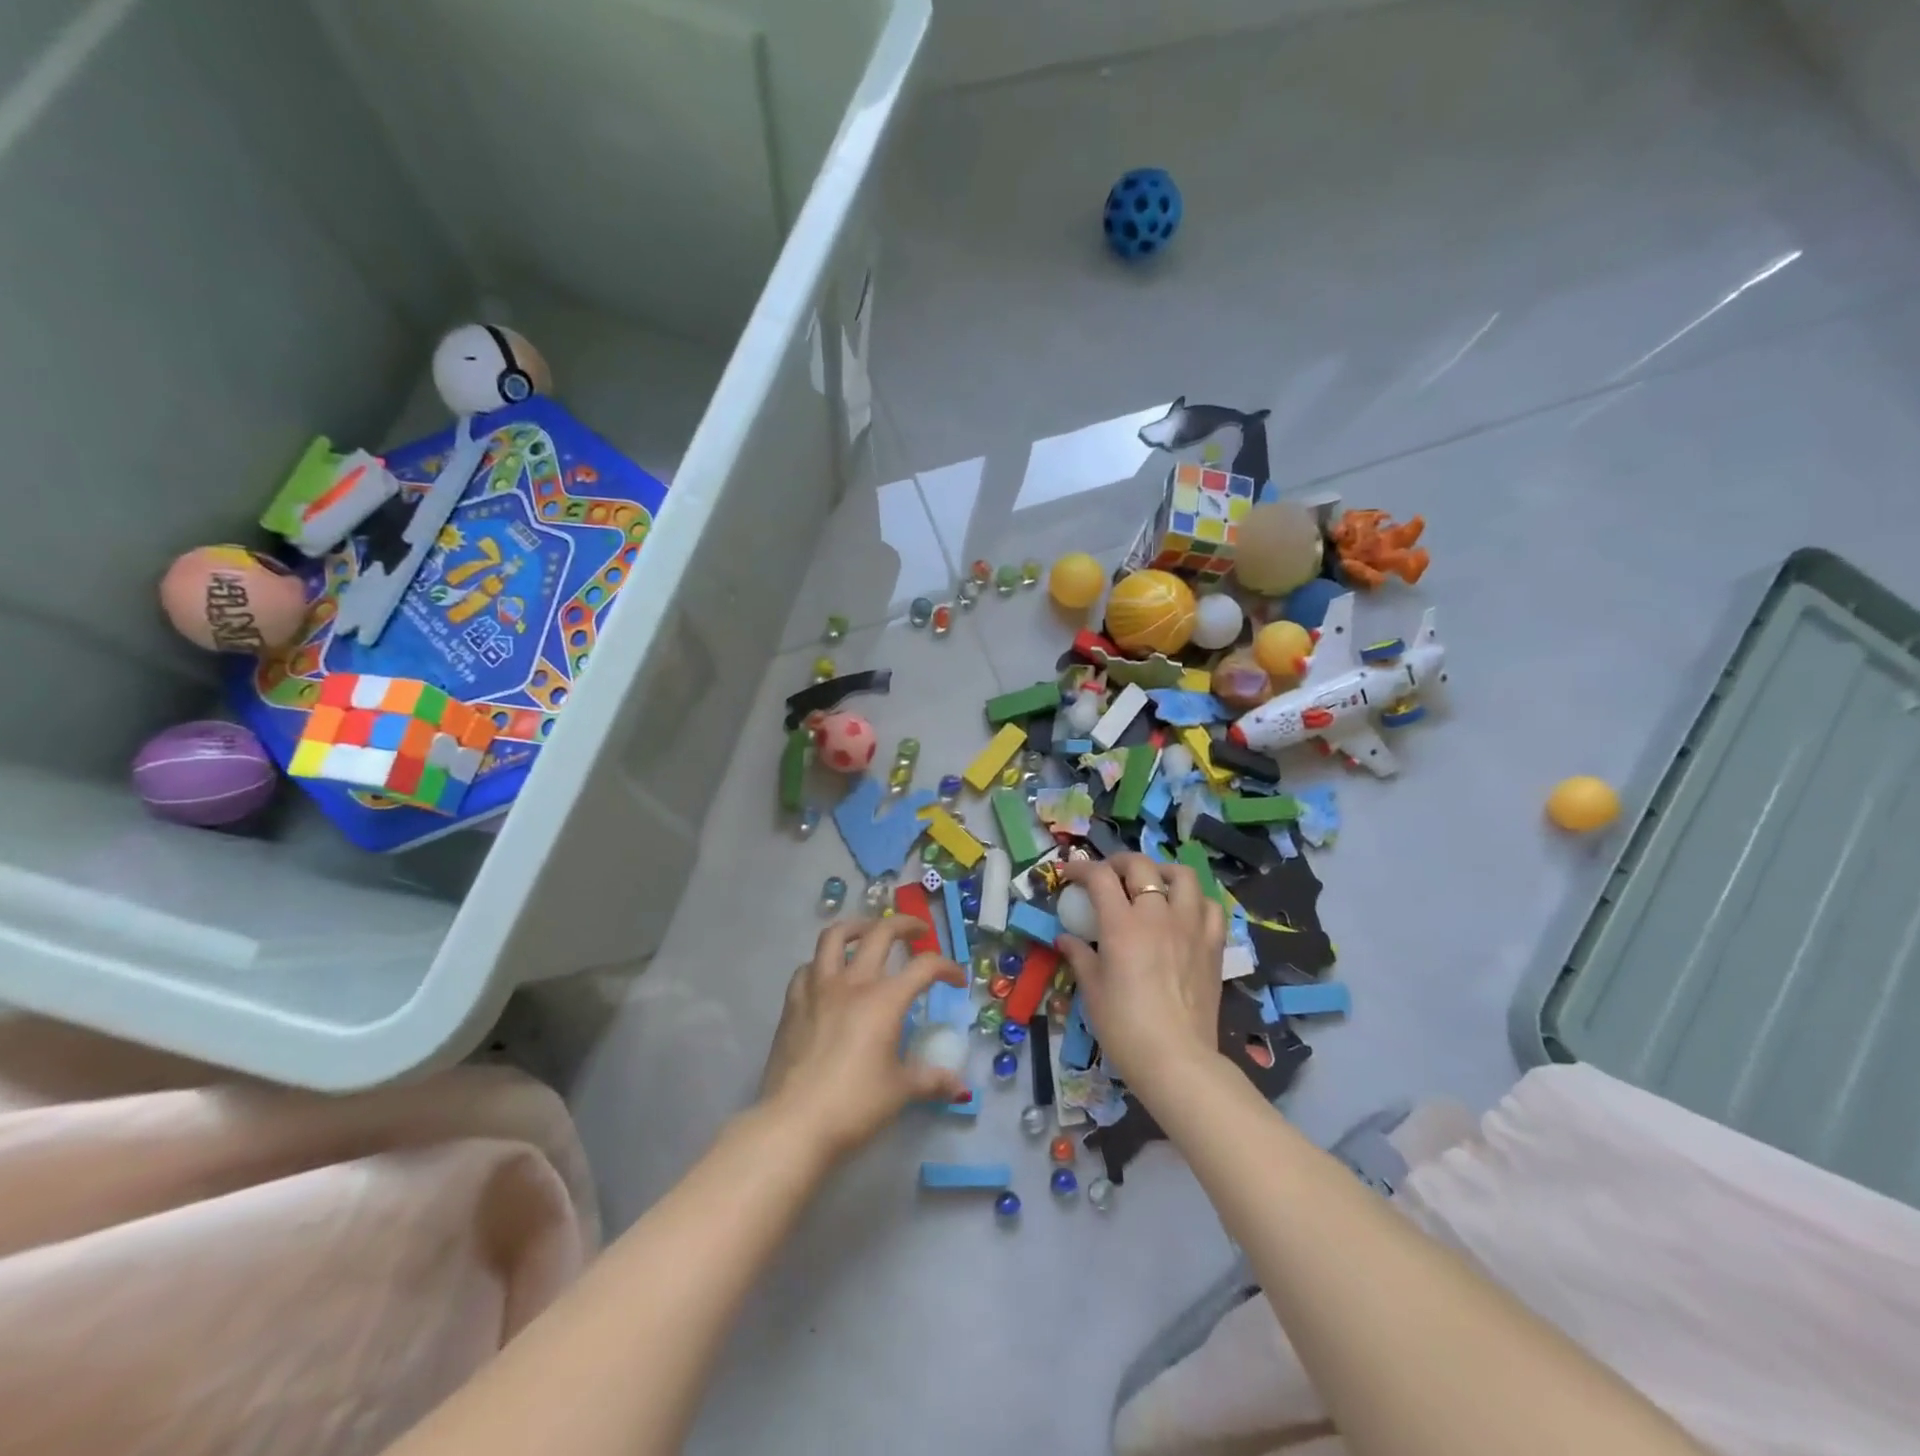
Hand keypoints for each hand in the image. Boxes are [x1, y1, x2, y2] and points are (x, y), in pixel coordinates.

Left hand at [758, 917, 968, 1160]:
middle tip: (917, 933)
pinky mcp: (792, 1004)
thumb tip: (958, 1086)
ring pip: (834, 936)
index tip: (957, 980)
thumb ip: (930, 1080)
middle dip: (904, 925)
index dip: (946, 967)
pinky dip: (821, 963)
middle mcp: (852, 983)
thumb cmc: (854, 1105)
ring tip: (867, 934)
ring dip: (856, 928)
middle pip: (880, 933)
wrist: (793, 1124)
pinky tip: (828, 976)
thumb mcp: (900, 1092)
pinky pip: (807, 968)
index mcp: (884, 999)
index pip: (924, 967)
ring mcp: (818, 989)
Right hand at [1056, 854, 1225, 1095]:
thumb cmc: (1124, 1027)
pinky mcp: (1213, 945)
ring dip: (1162, 872)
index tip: (1069, 875)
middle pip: (1140, 865)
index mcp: (1122, 924)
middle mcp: (1157, 915)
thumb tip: (1065, 939)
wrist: (1176, 1060)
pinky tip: (1184, 912)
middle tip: (1107, 875)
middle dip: (1119, 862)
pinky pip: (1210, 906)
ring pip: (1182, 876)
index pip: (1099, 877)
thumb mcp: (1092, 990)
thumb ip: (1079, 956)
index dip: (1080, 869)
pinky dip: (1196, 900)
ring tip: (1151, 884)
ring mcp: (1190, 927)